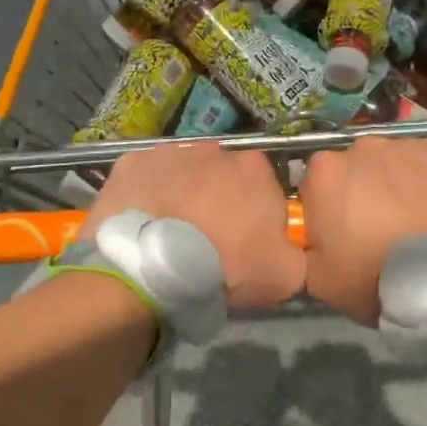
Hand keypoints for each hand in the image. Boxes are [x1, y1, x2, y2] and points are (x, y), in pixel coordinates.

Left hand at [84, 143, 304, 309]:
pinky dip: (146, 196)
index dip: (255, 215)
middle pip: (221, 177)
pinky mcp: (132, 162)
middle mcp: (215, 150)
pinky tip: (141, 224)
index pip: (264, 187)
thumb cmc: (226, 267)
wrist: (154, 267)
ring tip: (169, 234)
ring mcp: (170, 152)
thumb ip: (294, 253)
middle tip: (206, 240)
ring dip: (181, 196)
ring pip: (183, 174)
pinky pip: (145, 179)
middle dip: (216, 201)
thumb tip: (285, 249)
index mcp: (256, 170)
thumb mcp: (285, 275)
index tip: (244, 243)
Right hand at [300, 137, 426, 324]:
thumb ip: (306, 249)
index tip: (344, 236)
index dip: (329, 211)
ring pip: (398, 163)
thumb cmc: (377, 280)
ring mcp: (411, 145)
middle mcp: (365, 147)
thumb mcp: (320, 281)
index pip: (317, 185)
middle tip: (383, 230)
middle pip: (358, 168)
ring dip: (402, 185)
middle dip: (366, 191)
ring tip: (421, 223)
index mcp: (325, 173)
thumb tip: (312, 240)